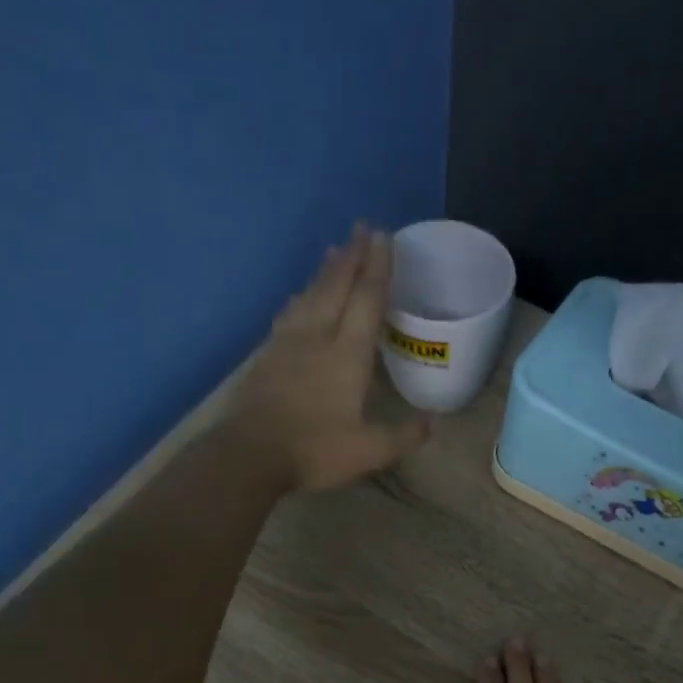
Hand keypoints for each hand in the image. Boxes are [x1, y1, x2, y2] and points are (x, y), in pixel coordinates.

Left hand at [231, 224, 429, 492]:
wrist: (249, 454)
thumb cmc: (314, 450)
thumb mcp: (369, 451)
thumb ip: (403, 436)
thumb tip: (433, 423)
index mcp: (348, 355)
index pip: (368, 300)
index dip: (378, 268)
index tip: (384, 237)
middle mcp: (318, 337)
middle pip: (336, 286)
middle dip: (352, 256)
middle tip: (362, 228)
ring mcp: (288, 343)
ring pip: (310, 295)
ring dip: (325, 271)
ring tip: (334, 251)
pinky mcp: (266, 355)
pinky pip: (288, 313)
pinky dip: (300, 296)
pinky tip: (298, 296)